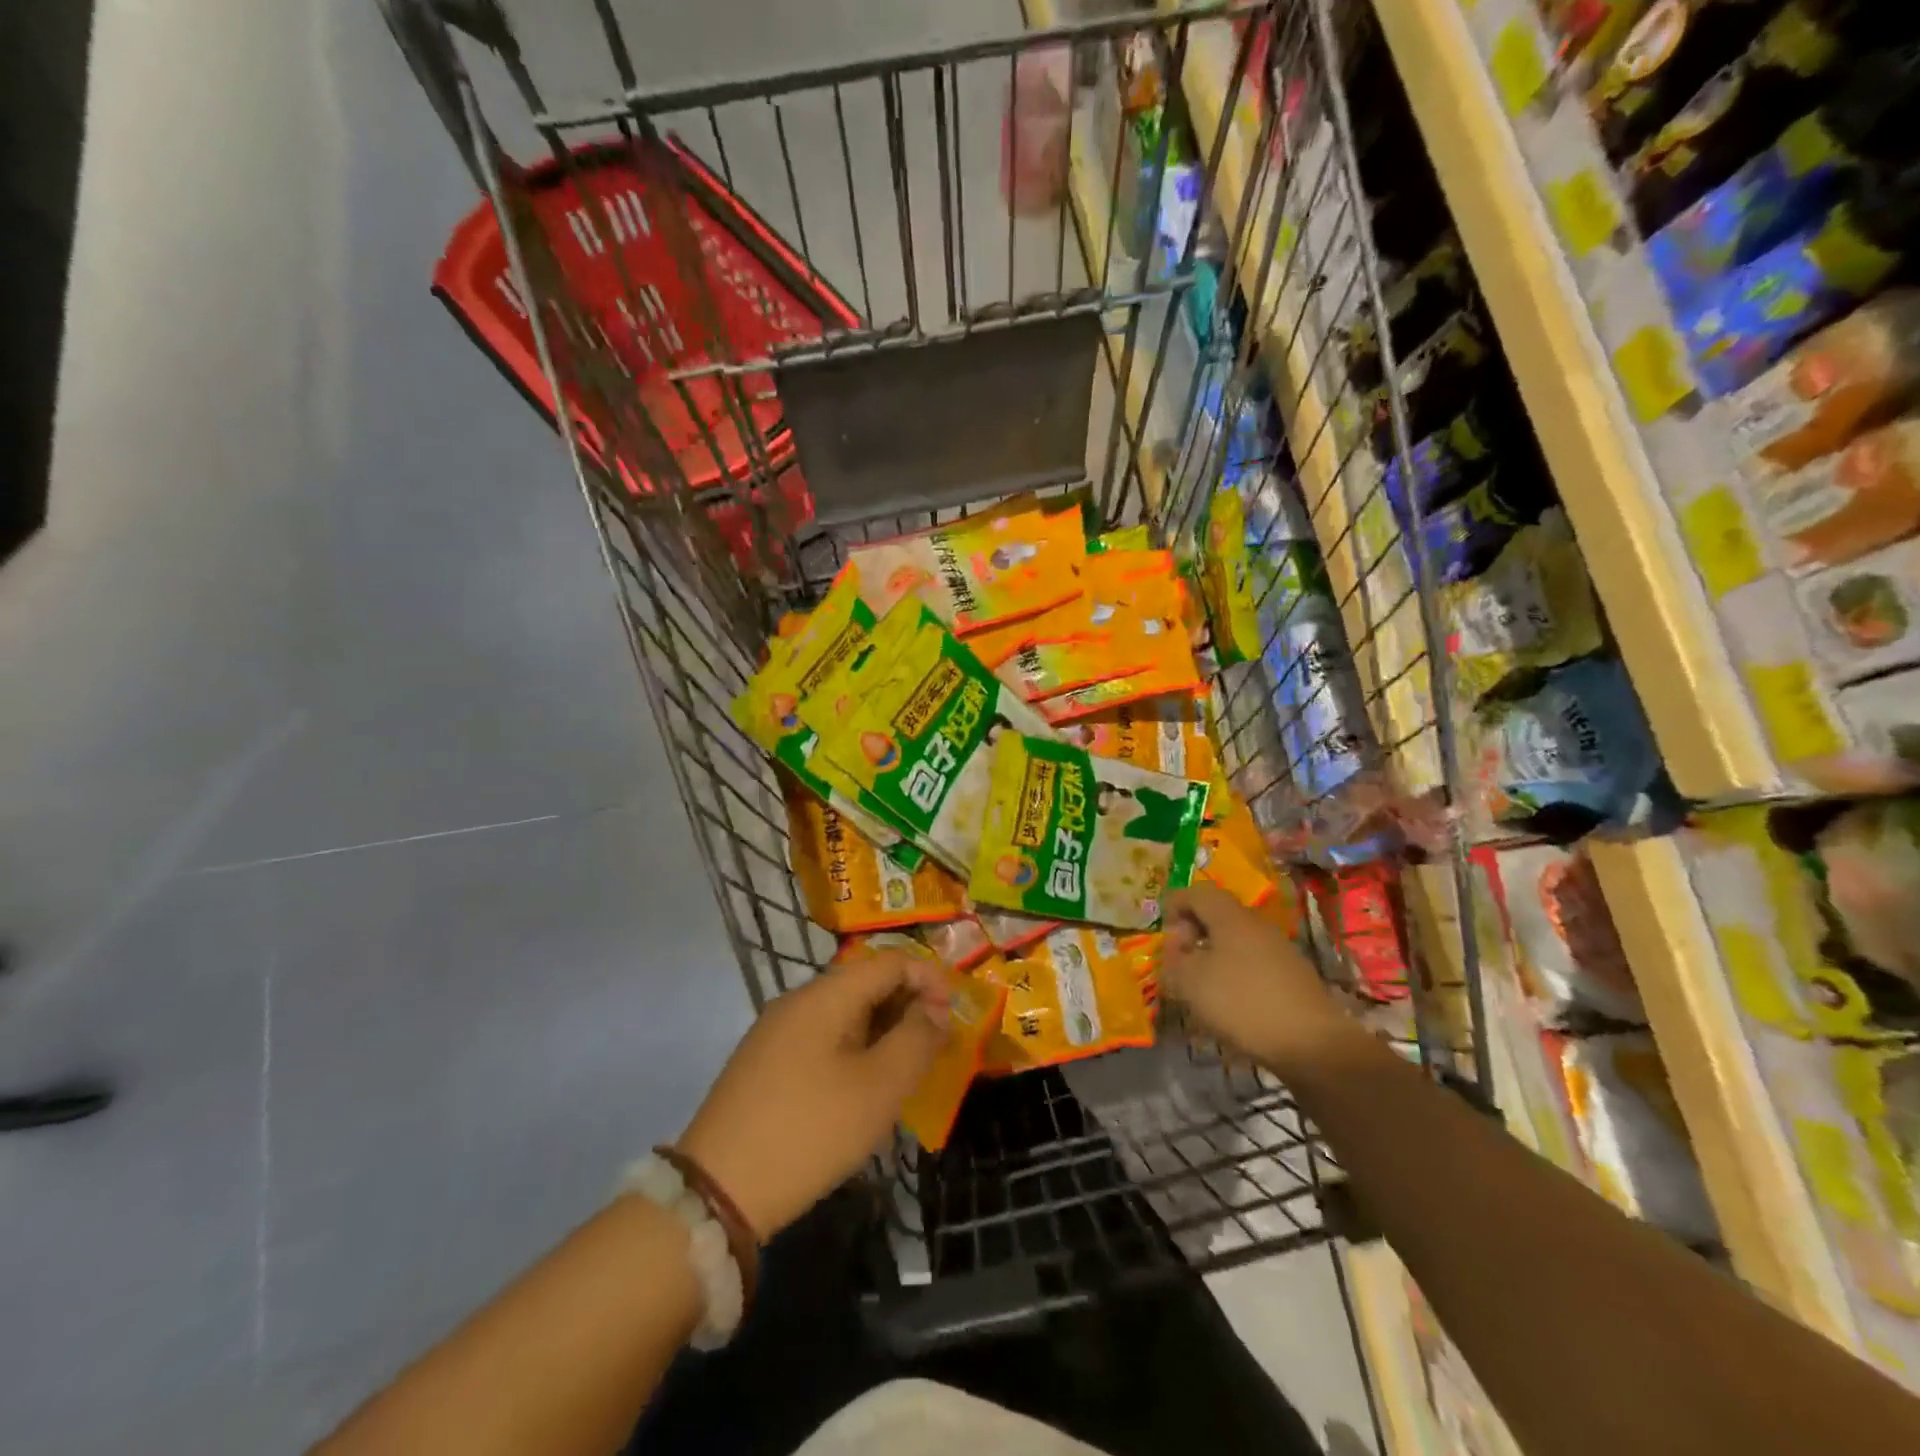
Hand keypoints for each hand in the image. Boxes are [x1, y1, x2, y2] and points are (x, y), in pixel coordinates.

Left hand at [676, 948, 949, 1240]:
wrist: (718, 1192)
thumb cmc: (810, 1131)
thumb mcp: (879, 1087)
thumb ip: (917, 1039)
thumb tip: (935, 1010)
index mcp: (826, 995)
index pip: (890, 962)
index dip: (929, 981)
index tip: (951, 1020)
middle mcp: (798, 1000)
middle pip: (865, 983)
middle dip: (906, 1007)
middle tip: (932, 1050)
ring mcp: (775, 1031)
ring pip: (843, 1013)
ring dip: (881, 1031)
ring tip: (902, 1072)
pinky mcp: (763, 1063)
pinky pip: (821, 1038)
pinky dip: (853, 1049)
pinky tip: (860, 1089)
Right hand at [1159, 884, 1353, 1075]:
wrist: (1312, 1044)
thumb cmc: (1242, 1003)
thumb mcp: (1190, 983)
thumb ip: (1174, 961)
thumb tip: (1177, 950)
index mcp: (1230, 917)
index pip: (1198, 892)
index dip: (1175, 903)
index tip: (1164, 930)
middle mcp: (1257, 925)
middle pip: (1219, 914)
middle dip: (1194, 931)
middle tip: (1180, 959)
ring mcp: (1280, 950)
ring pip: (1237, 939)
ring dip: (1214, 953)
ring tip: (1202, 983)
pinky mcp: (1294, 976)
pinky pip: (1254, 961)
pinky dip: (1236, 972)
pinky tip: (1231, 1001)